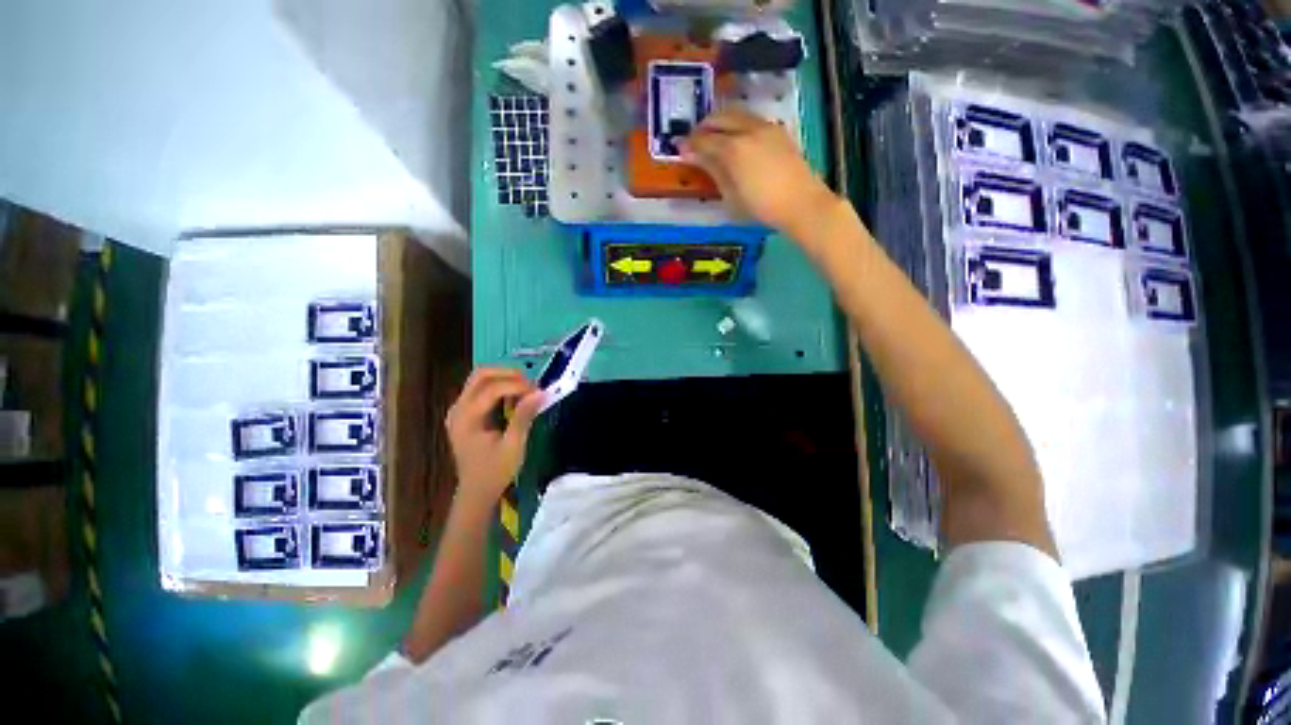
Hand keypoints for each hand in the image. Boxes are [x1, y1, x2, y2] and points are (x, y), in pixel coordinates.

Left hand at [445, 368, 544, 506]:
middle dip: (508, 374)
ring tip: (527, 389)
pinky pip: (481, 389)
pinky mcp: (465, 413)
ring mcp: (459, 410)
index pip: (491, 389)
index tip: (539, 391)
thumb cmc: (495, 471)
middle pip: (481, 375)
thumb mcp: (513, 446)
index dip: (517, 385)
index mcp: (466, 418)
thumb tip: (541, 393)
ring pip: (480, 379)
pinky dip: (500, 387)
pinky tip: (515, 397)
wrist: (476, 492)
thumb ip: (524, 416)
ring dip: (505, 378)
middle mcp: (458, 409)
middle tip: (531, 383)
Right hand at [681, 110, 838, 237]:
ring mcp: (765, 127)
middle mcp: (747, 129)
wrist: (801, 203)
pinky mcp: (778, 130)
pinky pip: (751, 119)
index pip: (704, 140)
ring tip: (713, 137)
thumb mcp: (730, 194)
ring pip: (736, 114)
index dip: (689, 144)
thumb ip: (713, 170)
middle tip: (694, 140)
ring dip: (721, 122)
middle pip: (720, 118)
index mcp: (733, 148)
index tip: (679, 148)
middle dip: (703, 127)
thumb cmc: (761, 206)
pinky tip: (736, 139)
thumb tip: (694, 156)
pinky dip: (737, 124)